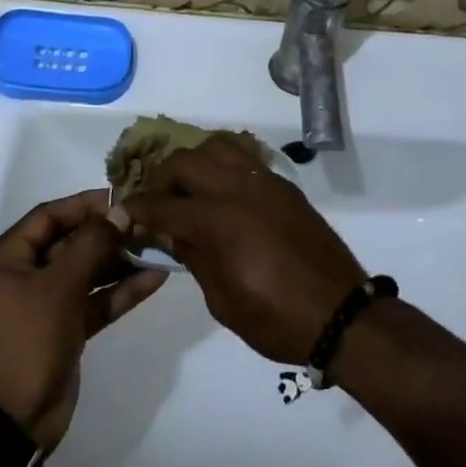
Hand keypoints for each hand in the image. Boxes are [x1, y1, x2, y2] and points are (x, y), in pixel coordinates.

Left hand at [0, 189, 165, 452]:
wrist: (10, 423)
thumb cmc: (26, 341)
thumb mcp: (59, 286)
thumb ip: (92, 245)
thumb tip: (119, 212)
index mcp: (6, 258)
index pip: (48, 216)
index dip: (84, 204)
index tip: (120, 197)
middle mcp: (22, 276)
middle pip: (69, 243)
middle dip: (107, 234)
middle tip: (145, 223)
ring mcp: (44, 305)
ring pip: (86, 272)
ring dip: (119, 262)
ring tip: (157, 246)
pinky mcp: (63, 330)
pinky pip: (93, 301)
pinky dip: (119, 291)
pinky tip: (154, 279)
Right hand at [119, 136, 364, 363]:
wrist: (340, 313)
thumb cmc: (276, 319)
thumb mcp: (223, 300)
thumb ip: (193, 257)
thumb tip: (169, 232)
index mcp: (218, 222)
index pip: (163, 206)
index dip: (138, 210)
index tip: (125, 214)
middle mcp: (238, 189)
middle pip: (185, 162)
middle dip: (162, 179)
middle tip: (158, 204)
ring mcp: (264, 182)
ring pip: (216, 147)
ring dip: (195, 163)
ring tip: (190, 189)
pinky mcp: (283, 185)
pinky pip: (245, 157)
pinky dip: (224, 163)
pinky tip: (221, 190)